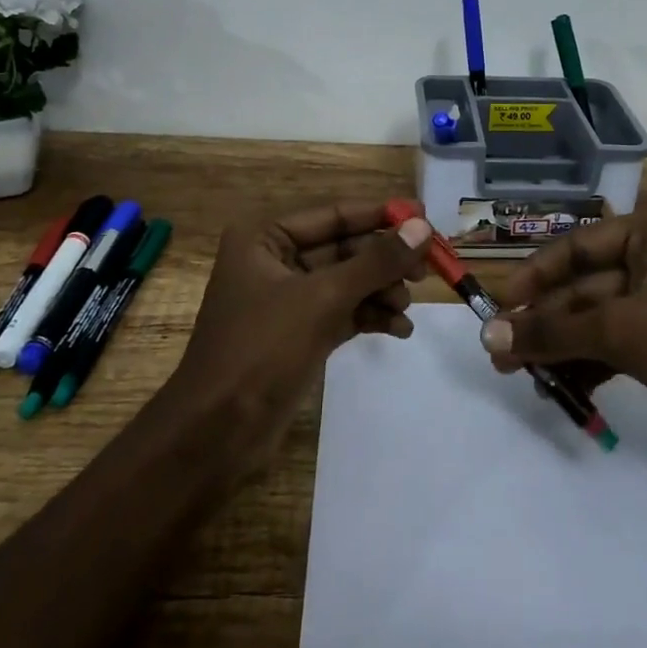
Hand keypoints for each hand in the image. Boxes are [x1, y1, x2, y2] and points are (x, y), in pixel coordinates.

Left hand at [170, 201, 432, 463]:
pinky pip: (344, 311)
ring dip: (381, 290)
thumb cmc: (262, 350)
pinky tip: (399, 330)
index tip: (425, 217)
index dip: (381, 215)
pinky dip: (370, 316)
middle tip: (428, 269)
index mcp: (265, 237)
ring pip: (348, 282)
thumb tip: (421, 227)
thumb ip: (375, 262)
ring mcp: (288, 299)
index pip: (334, 215)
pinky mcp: (300, 333)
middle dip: (385, 260)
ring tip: (407, 307)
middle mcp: (275, 260)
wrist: (218, 433)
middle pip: (344, 248)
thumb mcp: (322, 299)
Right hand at [485, 213, 646, 502]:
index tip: (498, 308)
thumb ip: (554, 330)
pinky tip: (561, 392)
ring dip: (560, 348)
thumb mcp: (623, 330)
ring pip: (596, 322)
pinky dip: (588, 368)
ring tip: (521, 378)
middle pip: (583, 288)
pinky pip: (616, 349)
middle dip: (543, 322)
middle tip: (500, 356)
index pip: (575, 247)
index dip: (533, 276)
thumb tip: (489, 335)